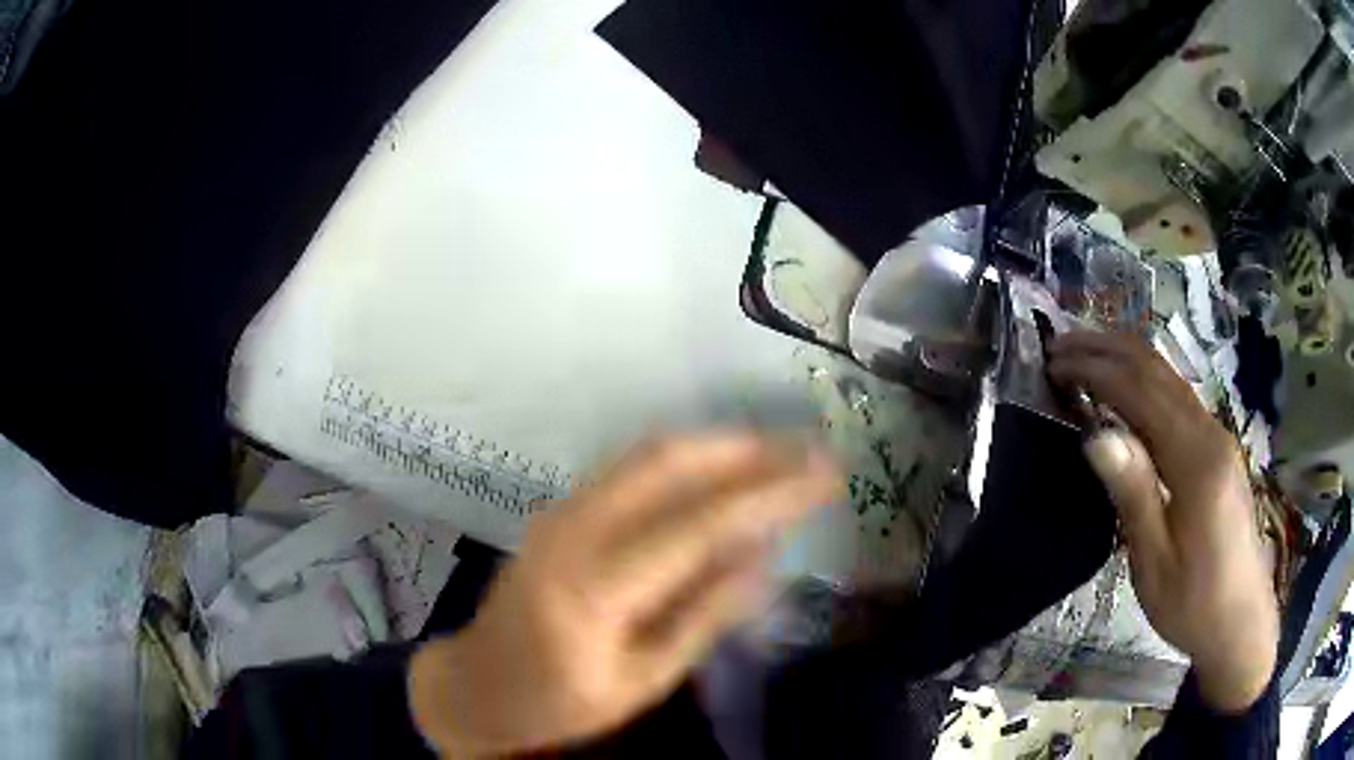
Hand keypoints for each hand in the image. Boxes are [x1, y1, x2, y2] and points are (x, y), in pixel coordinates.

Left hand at [409, 433, 842, 756]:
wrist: (480, 684)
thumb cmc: (561, 702)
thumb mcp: (641, 681)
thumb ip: (703, 616)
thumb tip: (765, 555)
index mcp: (595, 590)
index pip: (699, 525)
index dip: (770, 494)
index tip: (825, 476)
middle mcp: (573, 530)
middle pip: (670, 464)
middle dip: (749, 450)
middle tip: (809, 450)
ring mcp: (561, 511)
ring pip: (650, 455)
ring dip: (720, 445)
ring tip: (781, 451)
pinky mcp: (560, 508)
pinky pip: (632, 468)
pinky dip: (688, 459)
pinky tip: (723, 468)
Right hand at [1049, 332, 1278, 713]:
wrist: (1240, 623)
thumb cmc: (1194, 604)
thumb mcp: (1155, 563)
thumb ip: (1133, 493)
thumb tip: (1096, 434)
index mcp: (1197, 461)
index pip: (1141, 391)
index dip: (1096, 369)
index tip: (1053, 362)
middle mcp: (1211, 434)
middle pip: (1157, 370)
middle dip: (1107, 348)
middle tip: (1060, 345)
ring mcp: (1218, 438)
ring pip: (1170, 378)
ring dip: (1126, 360)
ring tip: (1084, 357)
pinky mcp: (1218, 451)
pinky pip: (1178, 400)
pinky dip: (1144, 383)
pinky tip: (1125, 392)